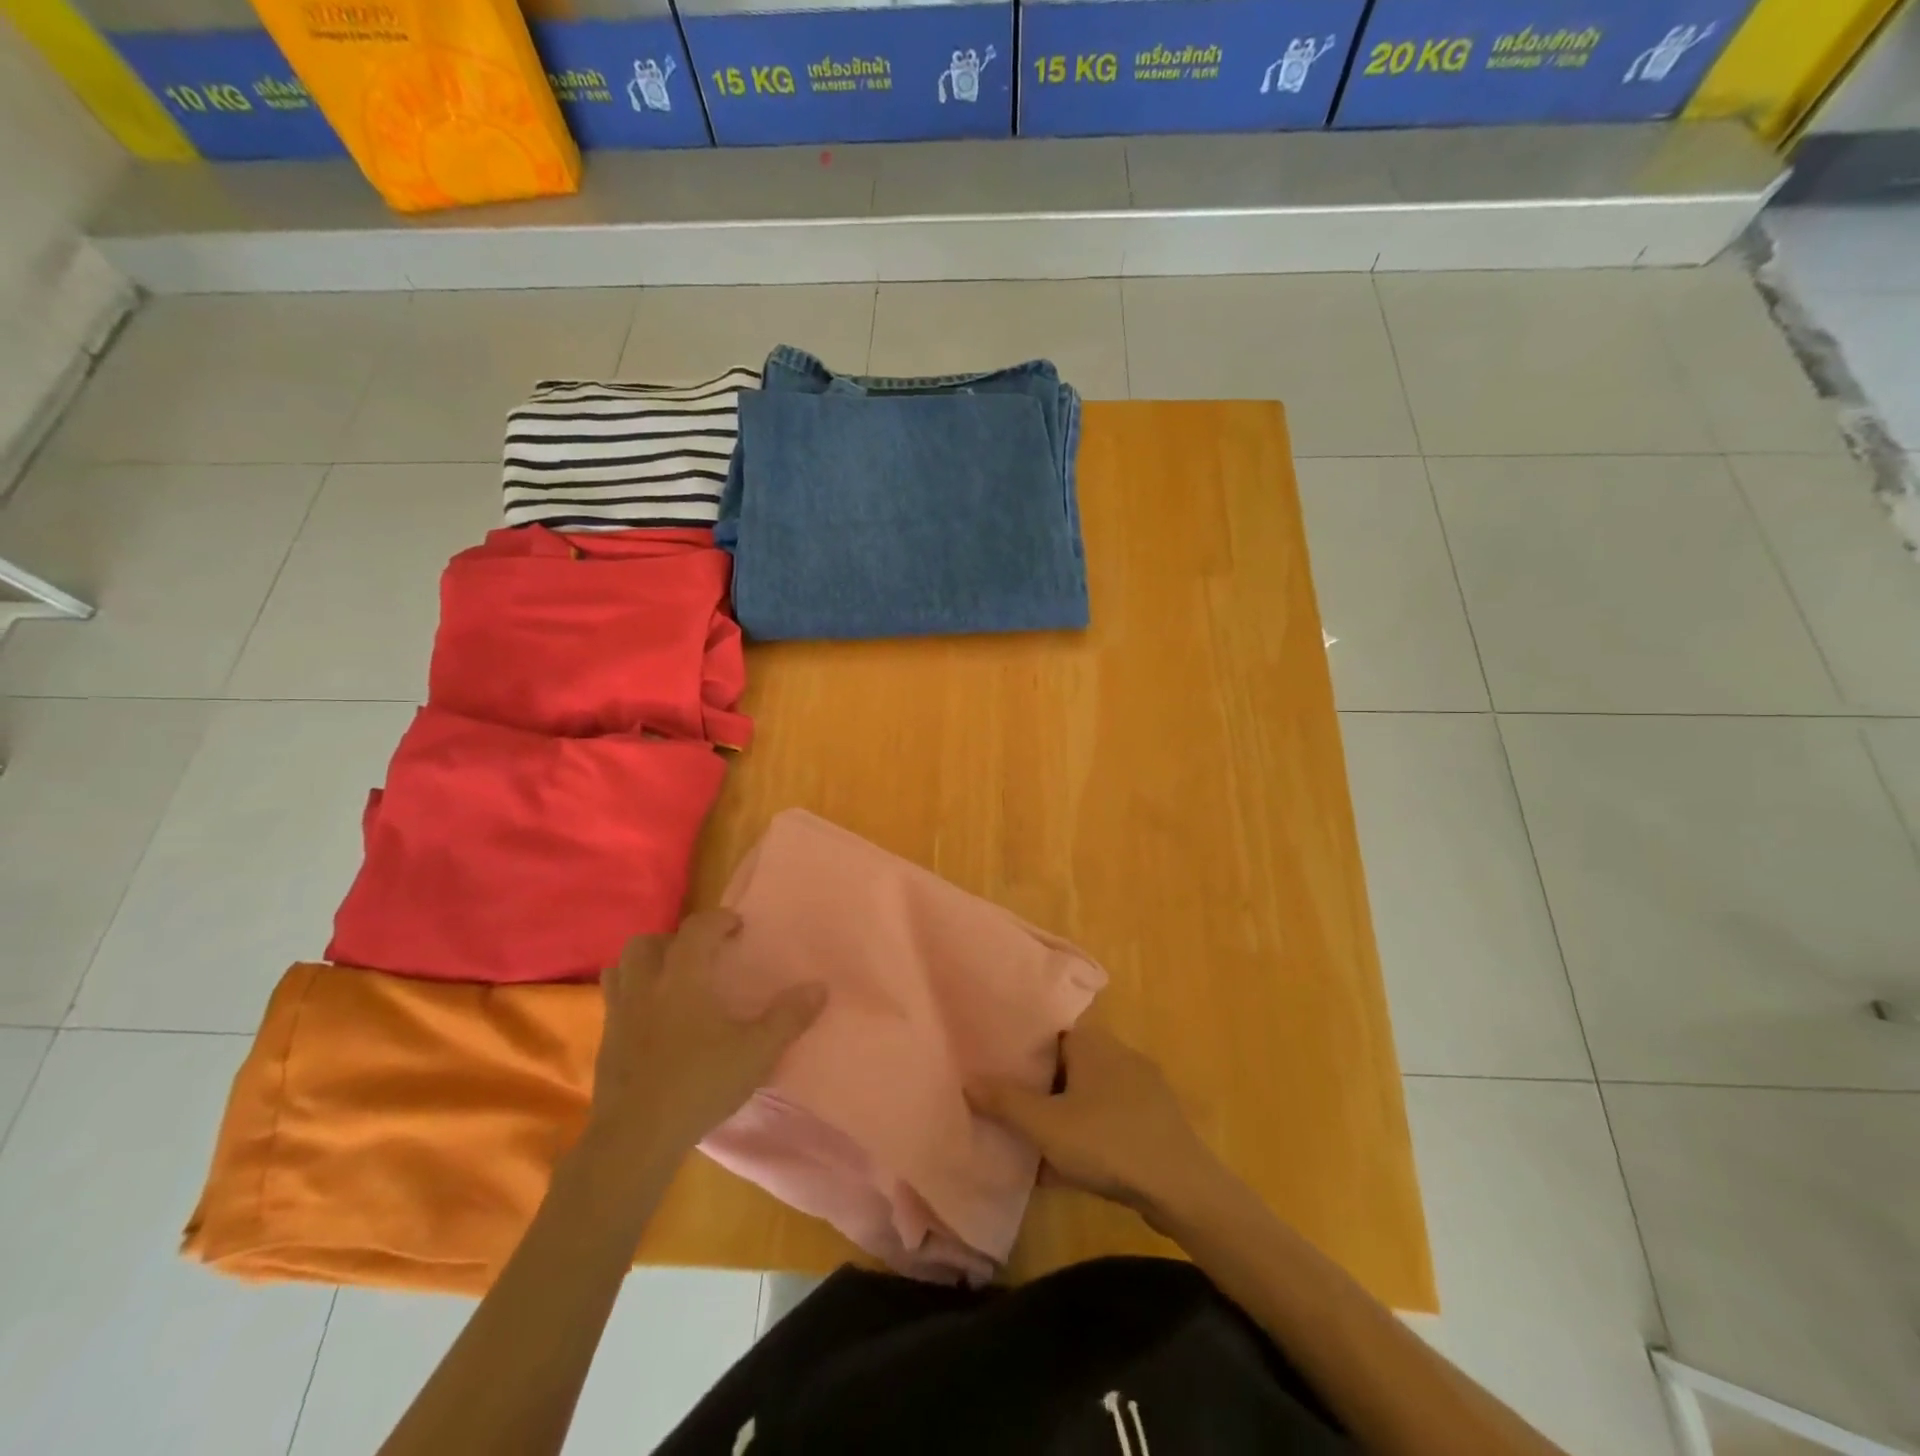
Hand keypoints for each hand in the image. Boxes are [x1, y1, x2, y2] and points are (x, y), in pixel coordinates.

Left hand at [587, 911, 824, 1158]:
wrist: (635, 1139)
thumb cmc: (699, 1084)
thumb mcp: (756, 1052)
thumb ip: (789, 1018)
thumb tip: (819, 987)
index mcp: (683, 979)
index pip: (696, 930)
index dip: (718, 921)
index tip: (737, 927)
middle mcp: (646, 988)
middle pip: (647, 944)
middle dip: (674, 941)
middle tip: (700, 956)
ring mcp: (619, 1016)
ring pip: (621, 970)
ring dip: (645, 966)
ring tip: (670, 982)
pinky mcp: (605, 1045)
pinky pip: (614, 1004)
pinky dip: (633, 999)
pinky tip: (653, 1022)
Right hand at [968, 1023, 1223, 1226]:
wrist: (1182, 1188)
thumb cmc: (1108, 1142)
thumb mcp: (1046, 1125)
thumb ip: (1005, 1102)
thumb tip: (969, 1080)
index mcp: (1093, 1043)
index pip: (1050, 1030)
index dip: (1023, 1047)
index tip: (999, 1065)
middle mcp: (1119, 1054)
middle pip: (1068, 1063)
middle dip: (1041, 1086)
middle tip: (1011, 1106)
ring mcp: (1142, 1088)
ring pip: (1089, 1094)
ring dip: (1064, 1114)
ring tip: (1035, 1139)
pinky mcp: (1155, 1120)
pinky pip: (1110, 1118)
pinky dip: (1089, 1134)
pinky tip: (1071, 1166)